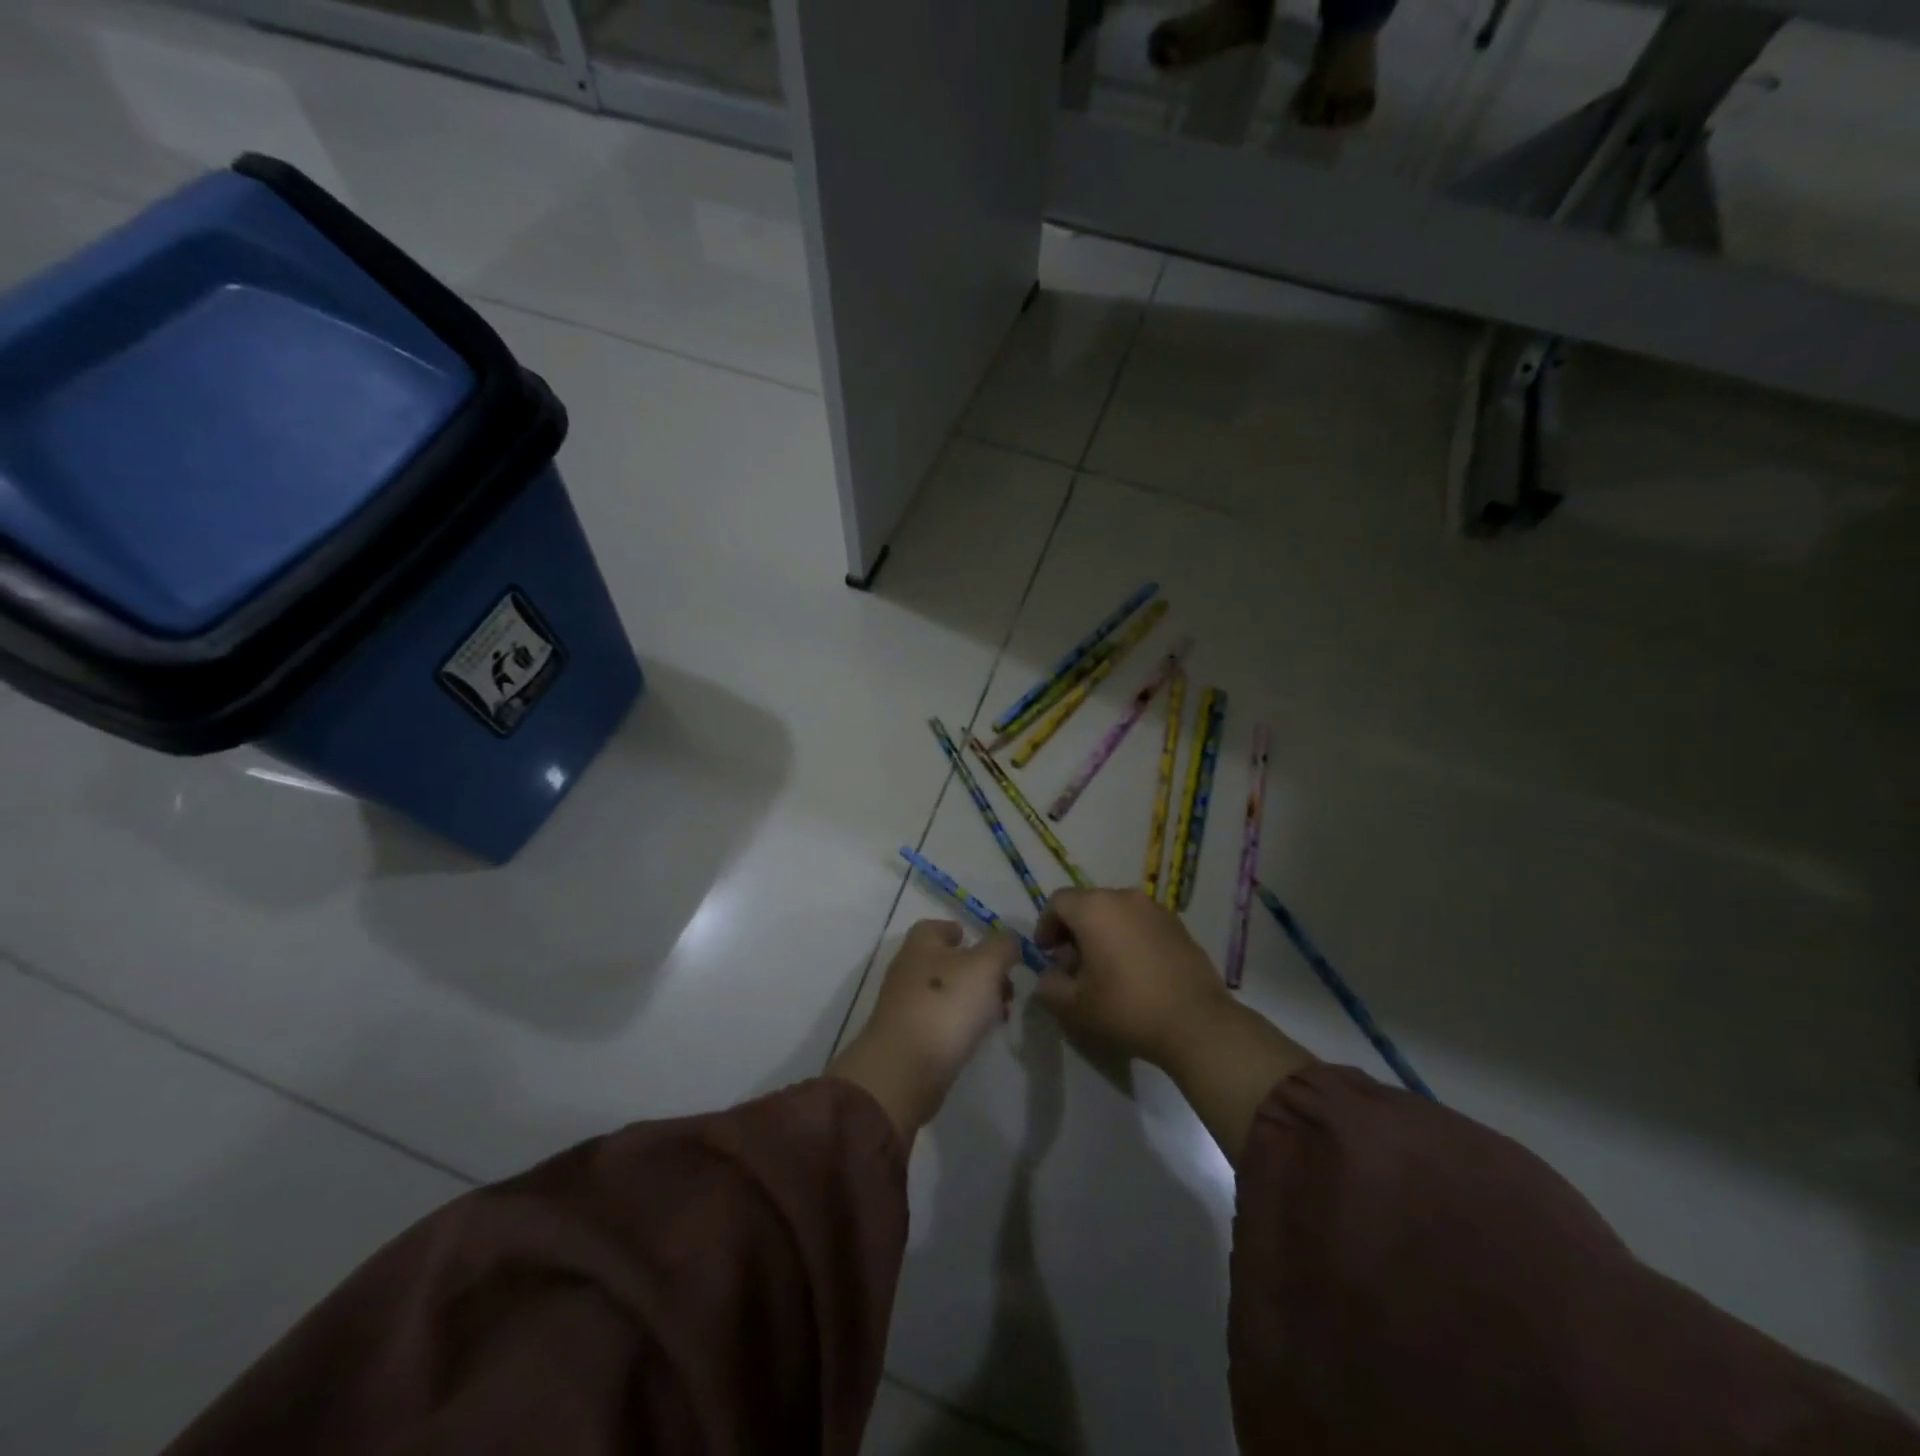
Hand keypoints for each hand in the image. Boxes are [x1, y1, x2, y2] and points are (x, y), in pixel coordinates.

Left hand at [828, 920, 1018, 1137]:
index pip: (938, 927)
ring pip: (947, 992)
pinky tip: (980, 1035)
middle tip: (1007, 986)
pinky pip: (941, 1020)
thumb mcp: (985, 966)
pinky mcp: (910, 1037)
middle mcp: (909, 969)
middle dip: (979, 970)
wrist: (906, 1068)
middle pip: (947, 961)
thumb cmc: (946, 1004)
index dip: (961, 931)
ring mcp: (907, 1005)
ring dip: (975, 999)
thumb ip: (1002, 947)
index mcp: (921, 944)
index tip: (986, 945)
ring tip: (1002, 1014)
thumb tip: (1009, 940)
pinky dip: (962, 1023)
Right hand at [1031, 887, 1232, 1068]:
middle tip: (1073, 964)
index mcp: (1094, 909)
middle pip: (1087, 903)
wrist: (1197, 1022)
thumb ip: (1049, 986)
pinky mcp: (1177, 924)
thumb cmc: (1127, 1008)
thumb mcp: (1074, 1006)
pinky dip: (1128, 936)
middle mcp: (1124, 897)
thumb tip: (1048, 975)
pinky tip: (1134, 969)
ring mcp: (1154, 909)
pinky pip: (1140, 921)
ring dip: (1102, 931)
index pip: (1058, 902)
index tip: (1047, 953)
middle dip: (1073, 929)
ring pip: (1115, 911)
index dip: (1046, 925)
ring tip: (1105, 968)